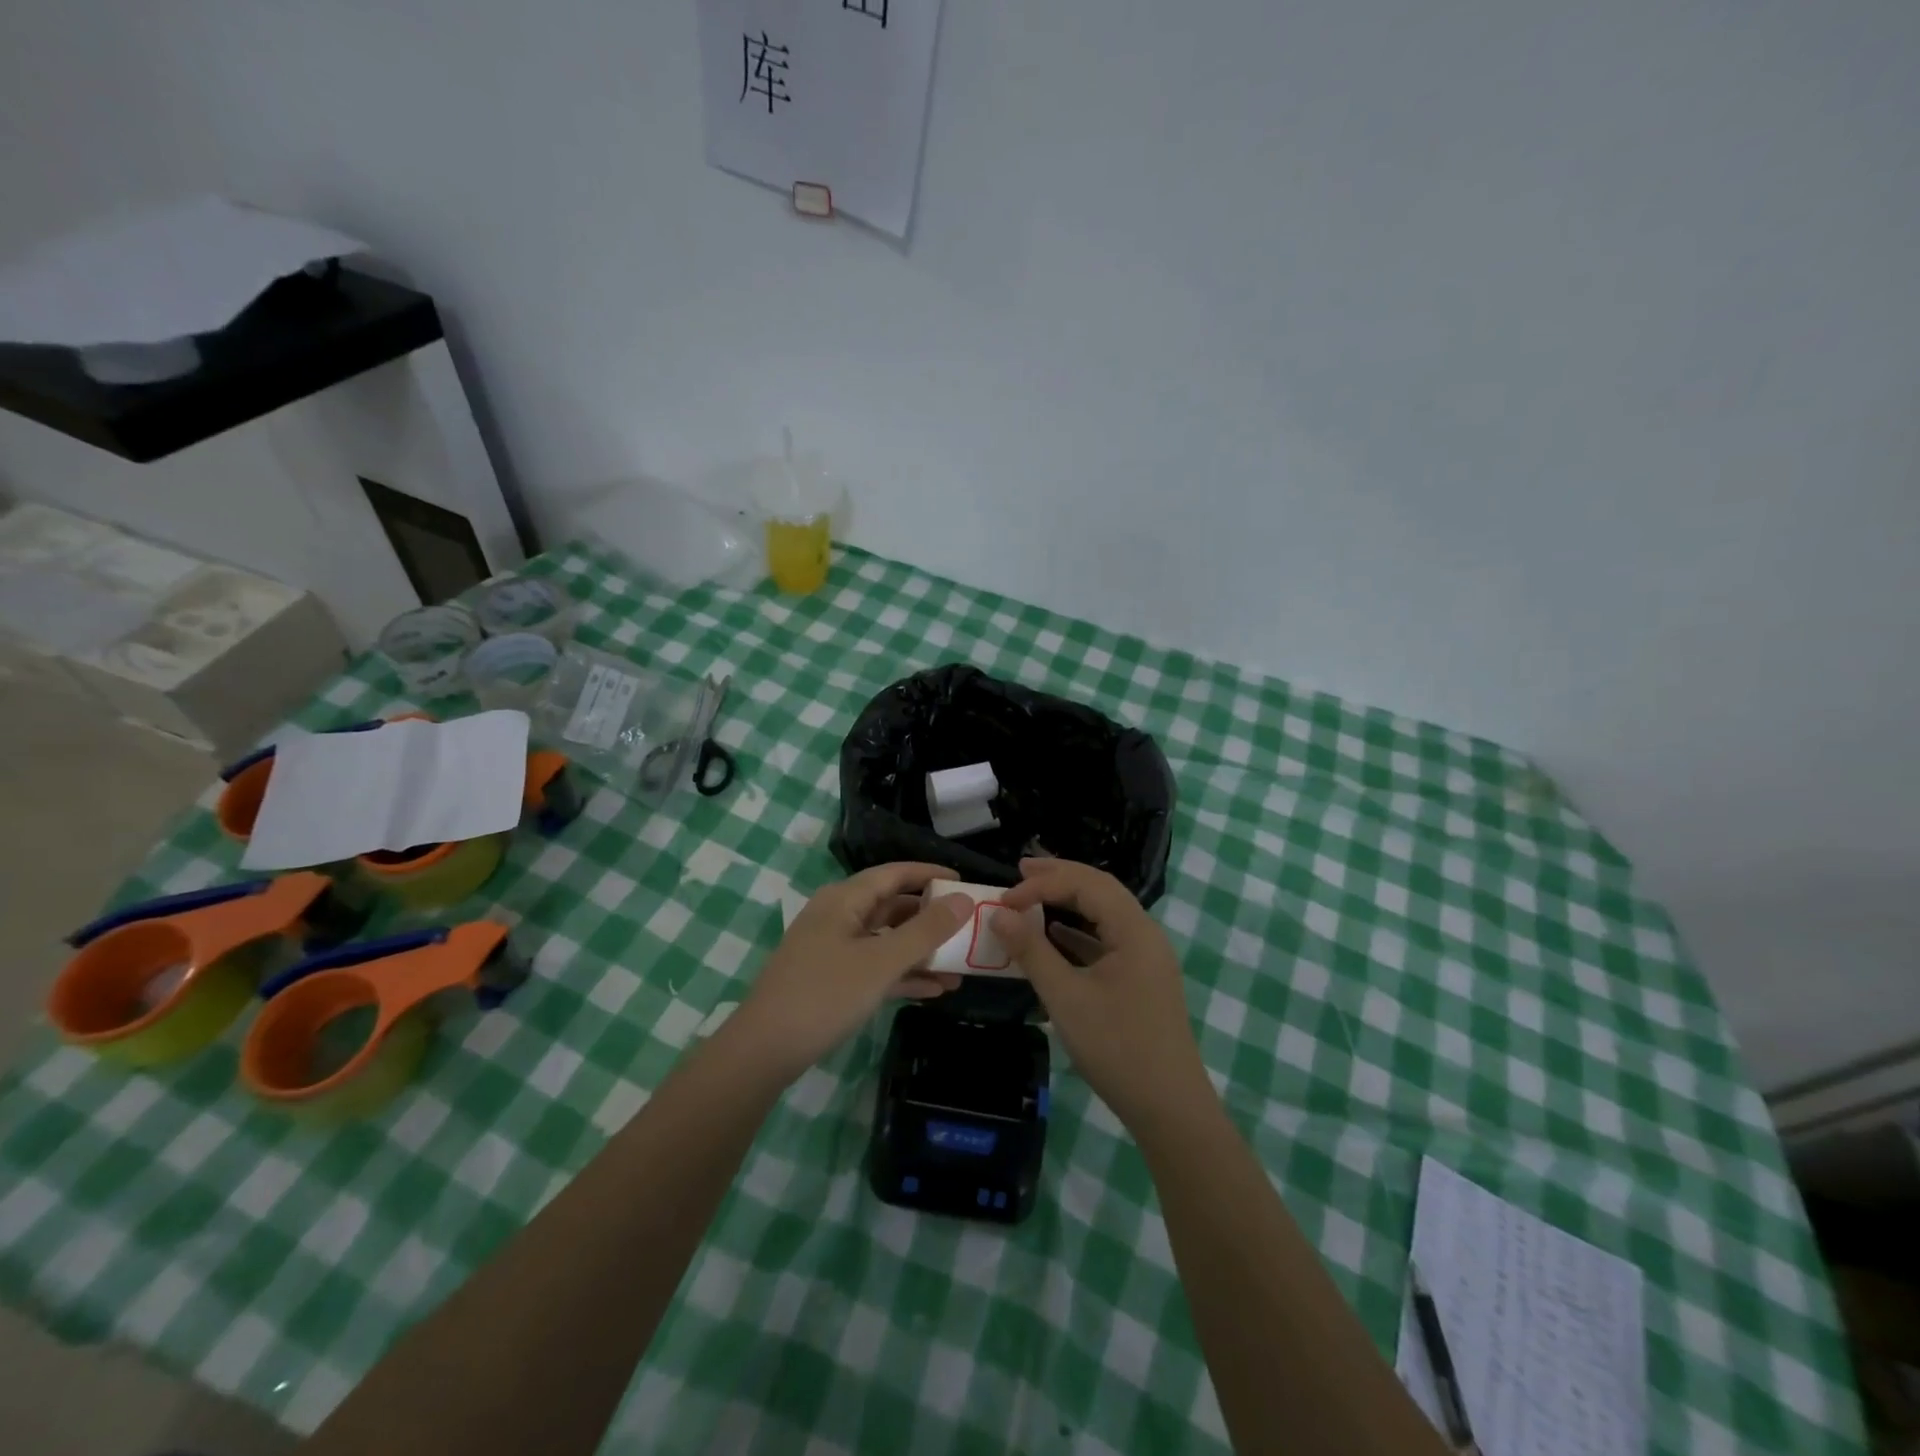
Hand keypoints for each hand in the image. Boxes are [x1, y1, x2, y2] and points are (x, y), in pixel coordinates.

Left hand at [730, 863, 972, 1081]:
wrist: (764, 1051)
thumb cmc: (825, 995)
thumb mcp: (881, 962)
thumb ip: (925, 930)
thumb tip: (964, 899)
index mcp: (844, 899)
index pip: (894, 873)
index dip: (930, 874)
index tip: (965, 882)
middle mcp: (838, 916)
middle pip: (892, 906)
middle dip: (930, 918)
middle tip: (968, 927)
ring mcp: (833, 949)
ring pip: (886, 940)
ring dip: (921, 952)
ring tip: (961, 965)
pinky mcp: (832, 980)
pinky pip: (875, 967)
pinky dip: (903, 974)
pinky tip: (935, 990)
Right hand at [994, 858, 1210, 1130]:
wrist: (1169, 1108)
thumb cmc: (1117, 1048)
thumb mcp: (1066, 997)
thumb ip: (1031, 950)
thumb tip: (999, 913)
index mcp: (1135, 930)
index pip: (1086, 884)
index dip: (1043, 884)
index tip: (1005, 899)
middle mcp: (1145, 934)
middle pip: (1101, 889)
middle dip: (1060, 876)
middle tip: (1021, 869)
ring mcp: (1146, 957)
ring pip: (1105, 913)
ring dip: (1069, 900)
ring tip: (1033, 892)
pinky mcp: (1141, 979)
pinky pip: (1108, 939)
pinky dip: (1079, 930)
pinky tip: (1055, 934)